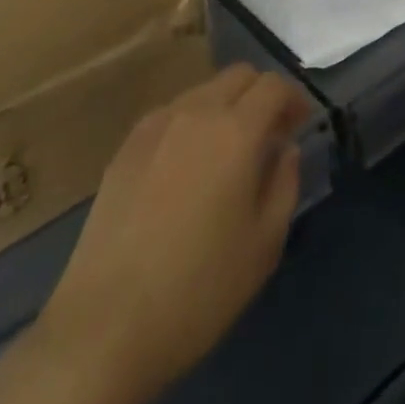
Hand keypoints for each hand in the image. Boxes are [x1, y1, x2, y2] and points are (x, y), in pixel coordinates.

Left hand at [43, 64, 313, 403]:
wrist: (104, 327)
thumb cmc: (198, 290)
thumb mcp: (264, 245)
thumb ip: (285, 184)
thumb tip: (286, 149)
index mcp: (236, 131)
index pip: (273, 86)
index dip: (293, 99)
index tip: (300, 125)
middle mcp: (197, 112)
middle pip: (238, 76)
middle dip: (261, 94)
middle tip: (269, 134)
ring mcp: (156, 125)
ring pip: (203, 91)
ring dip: (226, 106)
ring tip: (227, 152)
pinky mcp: (126, 147)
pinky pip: (172, 114)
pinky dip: (192, 123)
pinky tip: (187, 168)